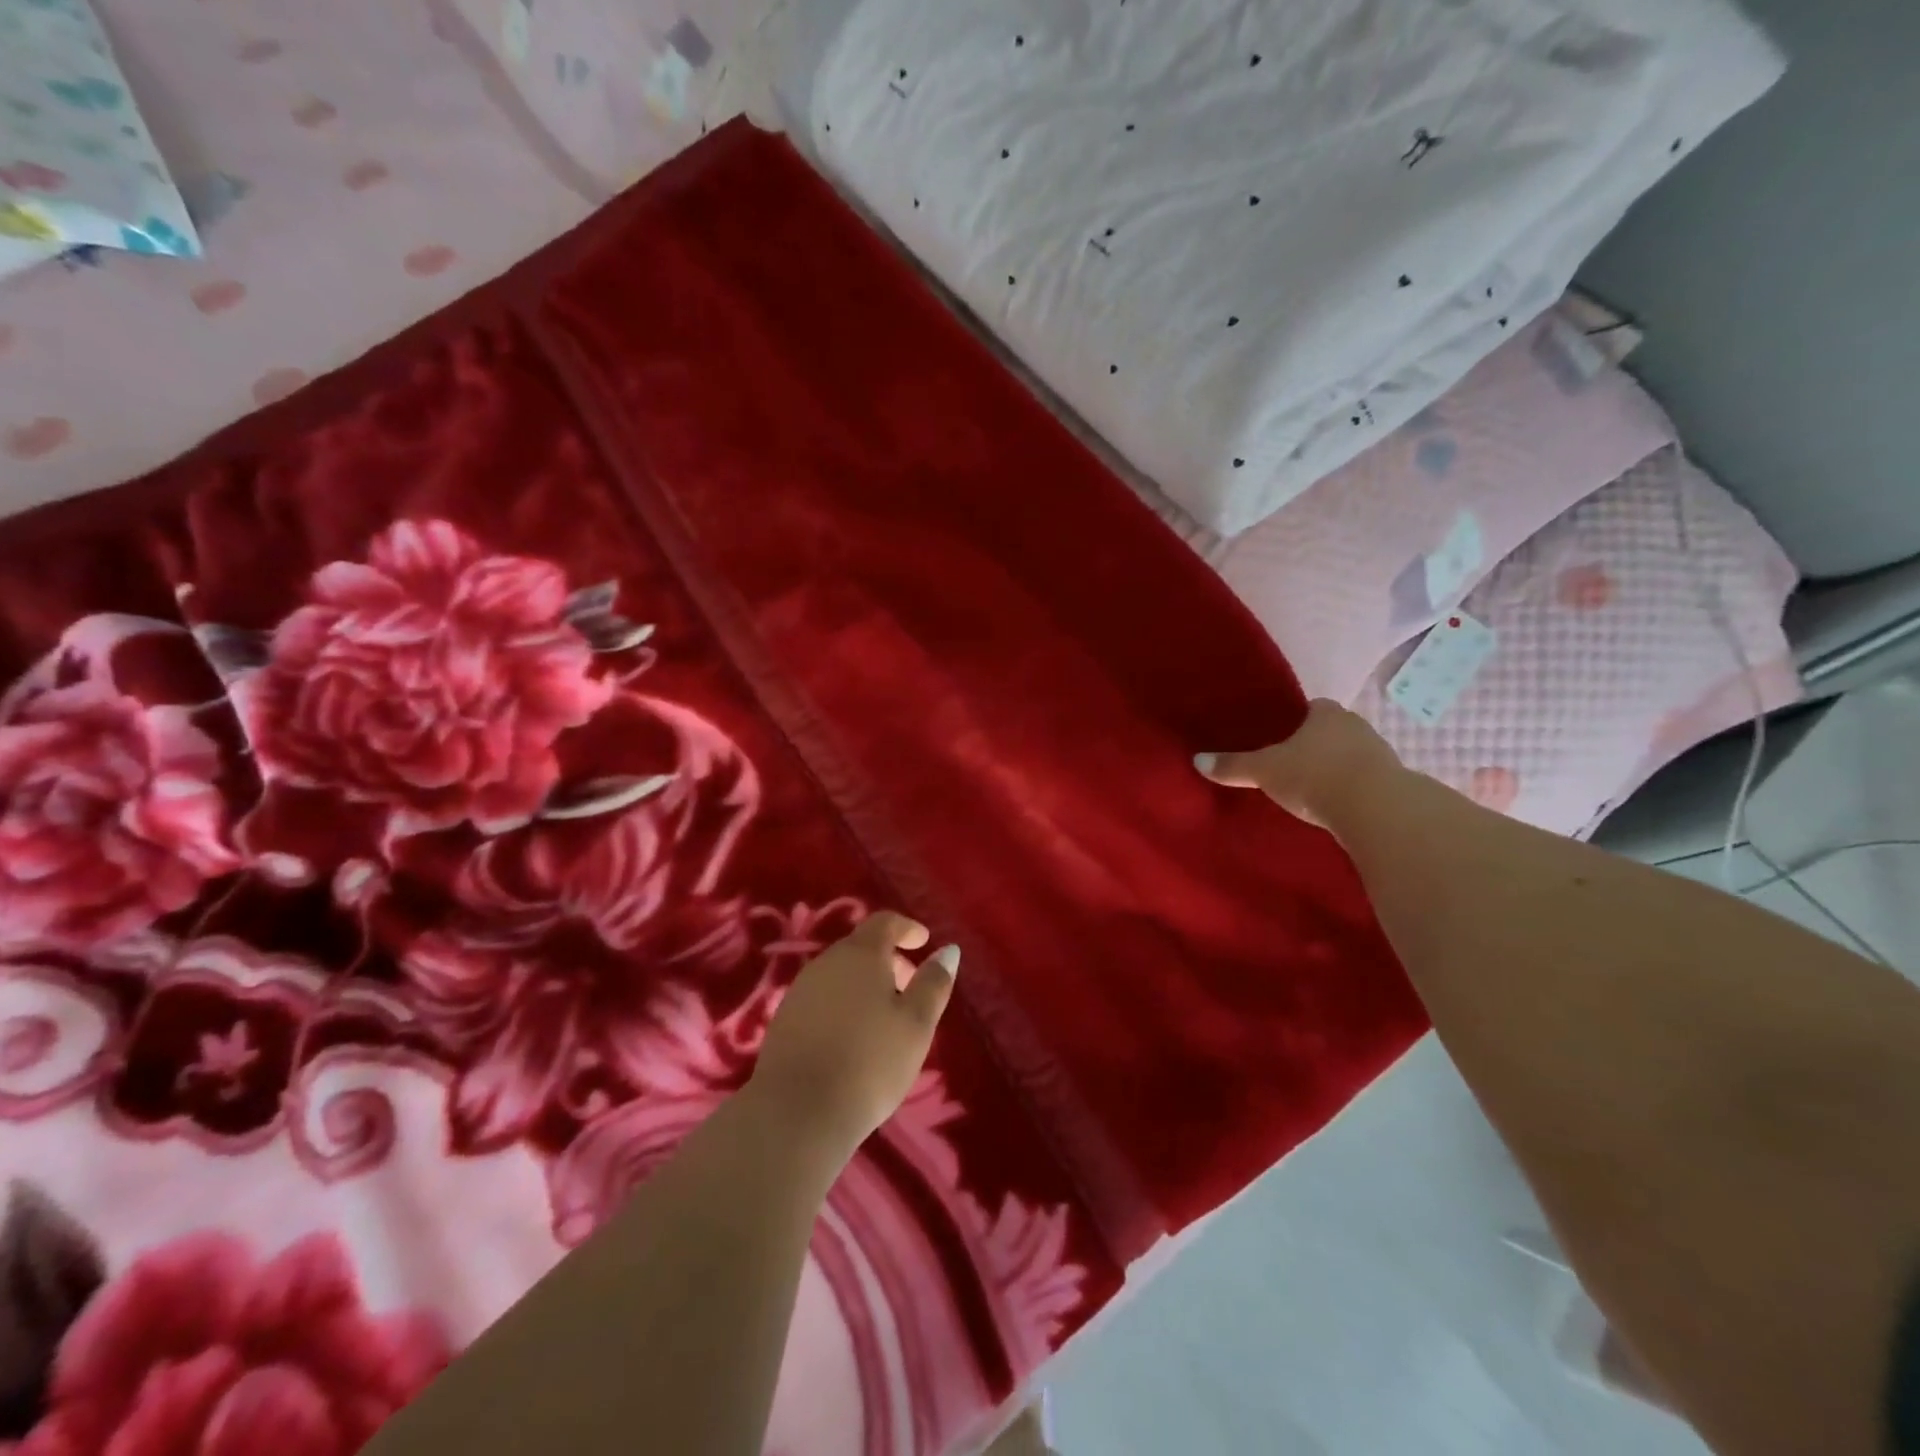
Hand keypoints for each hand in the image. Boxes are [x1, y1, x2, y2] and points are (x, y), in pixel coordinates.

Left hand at [748, 912, 958, 1164]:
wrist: (796, 1112)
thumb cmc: (870, 1062)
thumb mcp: (916, 1024)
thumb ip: (933, 983)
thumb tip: (948, 950)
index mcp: (860, 954)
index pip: (884, 922)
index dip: (906, 928)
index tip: (923, 941)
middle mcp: (826, 962)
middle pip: (861, 947)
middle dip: (889, 960)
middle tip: (910, 987)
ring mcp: (800, 990)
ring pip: (840, 973)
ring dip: (865, 984)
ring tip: (885, 1018)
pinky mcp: (783, 1020)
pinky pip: (822, 998)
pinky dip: (844, 1003)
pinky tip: (853, 1037)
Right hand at [1194, 698, 1404, 831]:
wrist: (1375, 808)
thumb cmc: (1314, 776)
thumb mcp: (1264, 771)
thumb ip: (1233, 766)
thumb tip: (1196, 760)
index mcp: (1326, 713)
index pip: (1312, 708)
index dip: (1297, 721)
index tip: (1281, 737)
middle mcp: (1356, 725)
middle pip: (1332, 730)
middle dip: (1316, 744)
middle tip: (1292, 763)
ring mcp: (1380, 753)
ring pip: (1352, 754)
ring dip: (1337, 767)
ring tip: (1312, 787)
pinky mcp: (1393, 783)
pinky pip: (1366, 780)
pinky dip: (1352, 789)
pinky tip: (1336, 804)